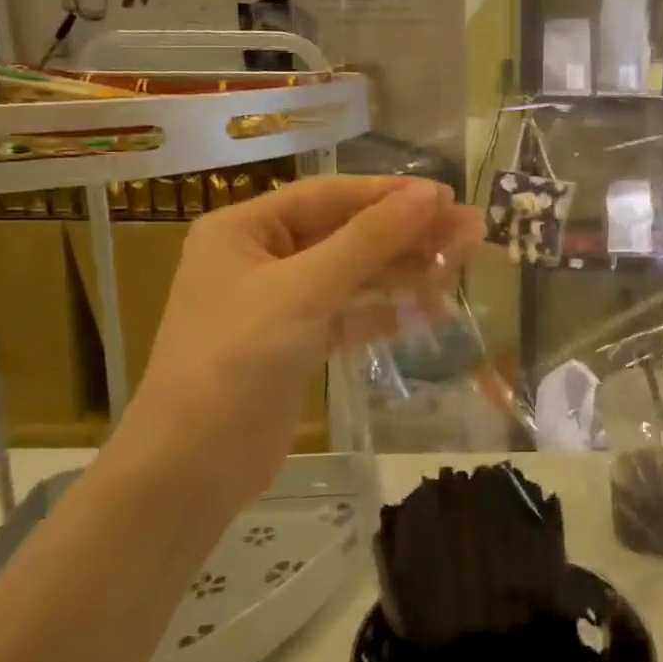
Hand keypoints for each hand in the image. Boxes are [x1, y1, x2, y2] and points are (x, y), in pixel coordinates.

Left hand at [128, 176, 483, 510]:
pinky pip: (347, 316)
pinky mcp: (294, 345)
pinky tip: (429, 310)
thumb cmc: (238, 359)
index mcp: (246, 228)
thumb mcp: (306, 290)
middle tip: (472, 229)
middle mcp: (260, 257)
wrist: (190, 467)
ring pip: (352, 275)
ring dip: (403, 270)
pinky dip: (384, 313)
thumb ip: (370, 239)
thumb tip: (431, 194)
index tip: (448, 197)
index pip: (330, 195)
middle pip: (346, 233)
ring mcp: (277, 303)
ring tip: (461, 262)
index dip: (390, 194)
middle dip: (407, 232)